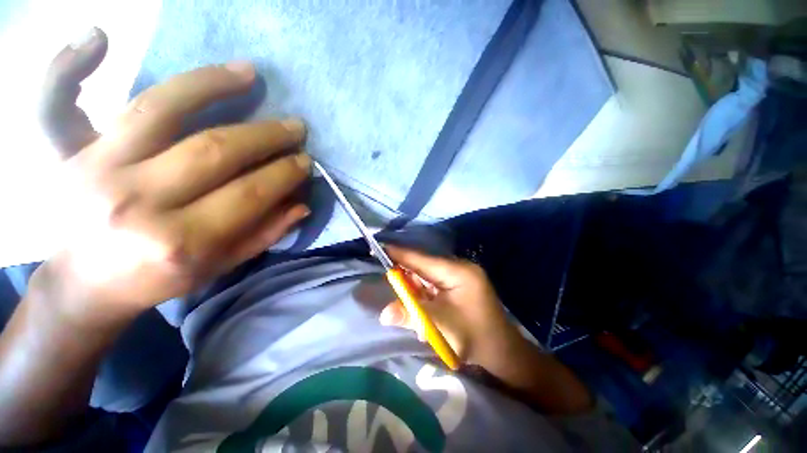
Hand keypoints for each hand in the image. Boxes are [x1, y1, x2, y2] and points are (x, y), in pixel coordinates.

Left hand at [31, 27, 310, 325]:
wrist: (86, 285)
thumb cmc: (159, 279)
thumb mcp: (220, 267)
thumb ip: (264, 234)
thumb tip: (302, 204)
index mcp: (181, 242)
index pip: (250, 193)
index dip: (285, 172)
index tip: (305, 160)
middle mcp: (137, 202)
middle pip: (215, 149)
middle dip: (267, 136)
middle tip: (295, 127)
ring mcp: (94, 170)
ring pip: (159, 108)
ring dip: (212, 84)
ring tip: (249, 73)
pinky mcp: (63, 154)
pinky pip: (55, 102)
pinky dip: (69, 65)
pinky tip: (99, 37)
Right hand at [378, 246, 593, 413]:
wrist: (503, 353)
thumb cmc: (474, 337)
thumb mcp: (439, 326)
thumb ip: (411, 315)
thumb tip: (383, 313)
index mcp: (458, 271)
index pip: (422, 259)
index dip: (400, 253)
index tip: (380, 247)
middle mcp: (459, 268)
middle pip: (424, 266)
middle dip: (405, 274)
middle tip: (387, 277)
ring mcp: (460, 277)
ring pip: (428, 276)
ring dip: (415, 289)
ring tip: (406, 300)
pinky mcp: (459, 286)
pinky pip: (435, 285)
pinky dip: (424, 295)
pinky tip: (421, 309)